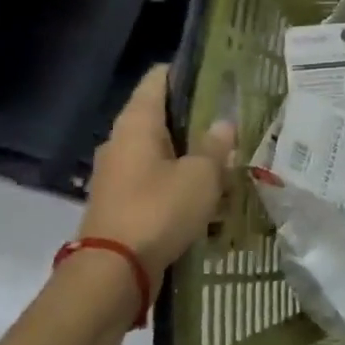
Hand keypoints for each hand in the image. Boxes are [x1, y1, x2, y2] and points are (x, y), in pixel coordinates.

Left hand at [79, 66, 236, 280]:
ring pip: (159, 150)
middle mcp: (121, 141)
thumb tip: (222, 125)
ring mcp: (117, 173)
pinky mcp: (120, 202)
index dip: (187, 72)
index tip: (218, 76)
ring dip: (189, 154)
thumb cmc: (158, 210)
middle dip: (195, 118)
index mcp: (137, 122)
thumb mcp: (201, 176)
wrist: (113, 273)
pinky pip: (154, 179)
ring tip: (225, 160)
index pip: (159, 78)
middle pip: (160, 115)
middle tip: (232, 122)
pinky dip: (177, 181)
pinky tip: (205, 194)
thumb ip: (215, 147)